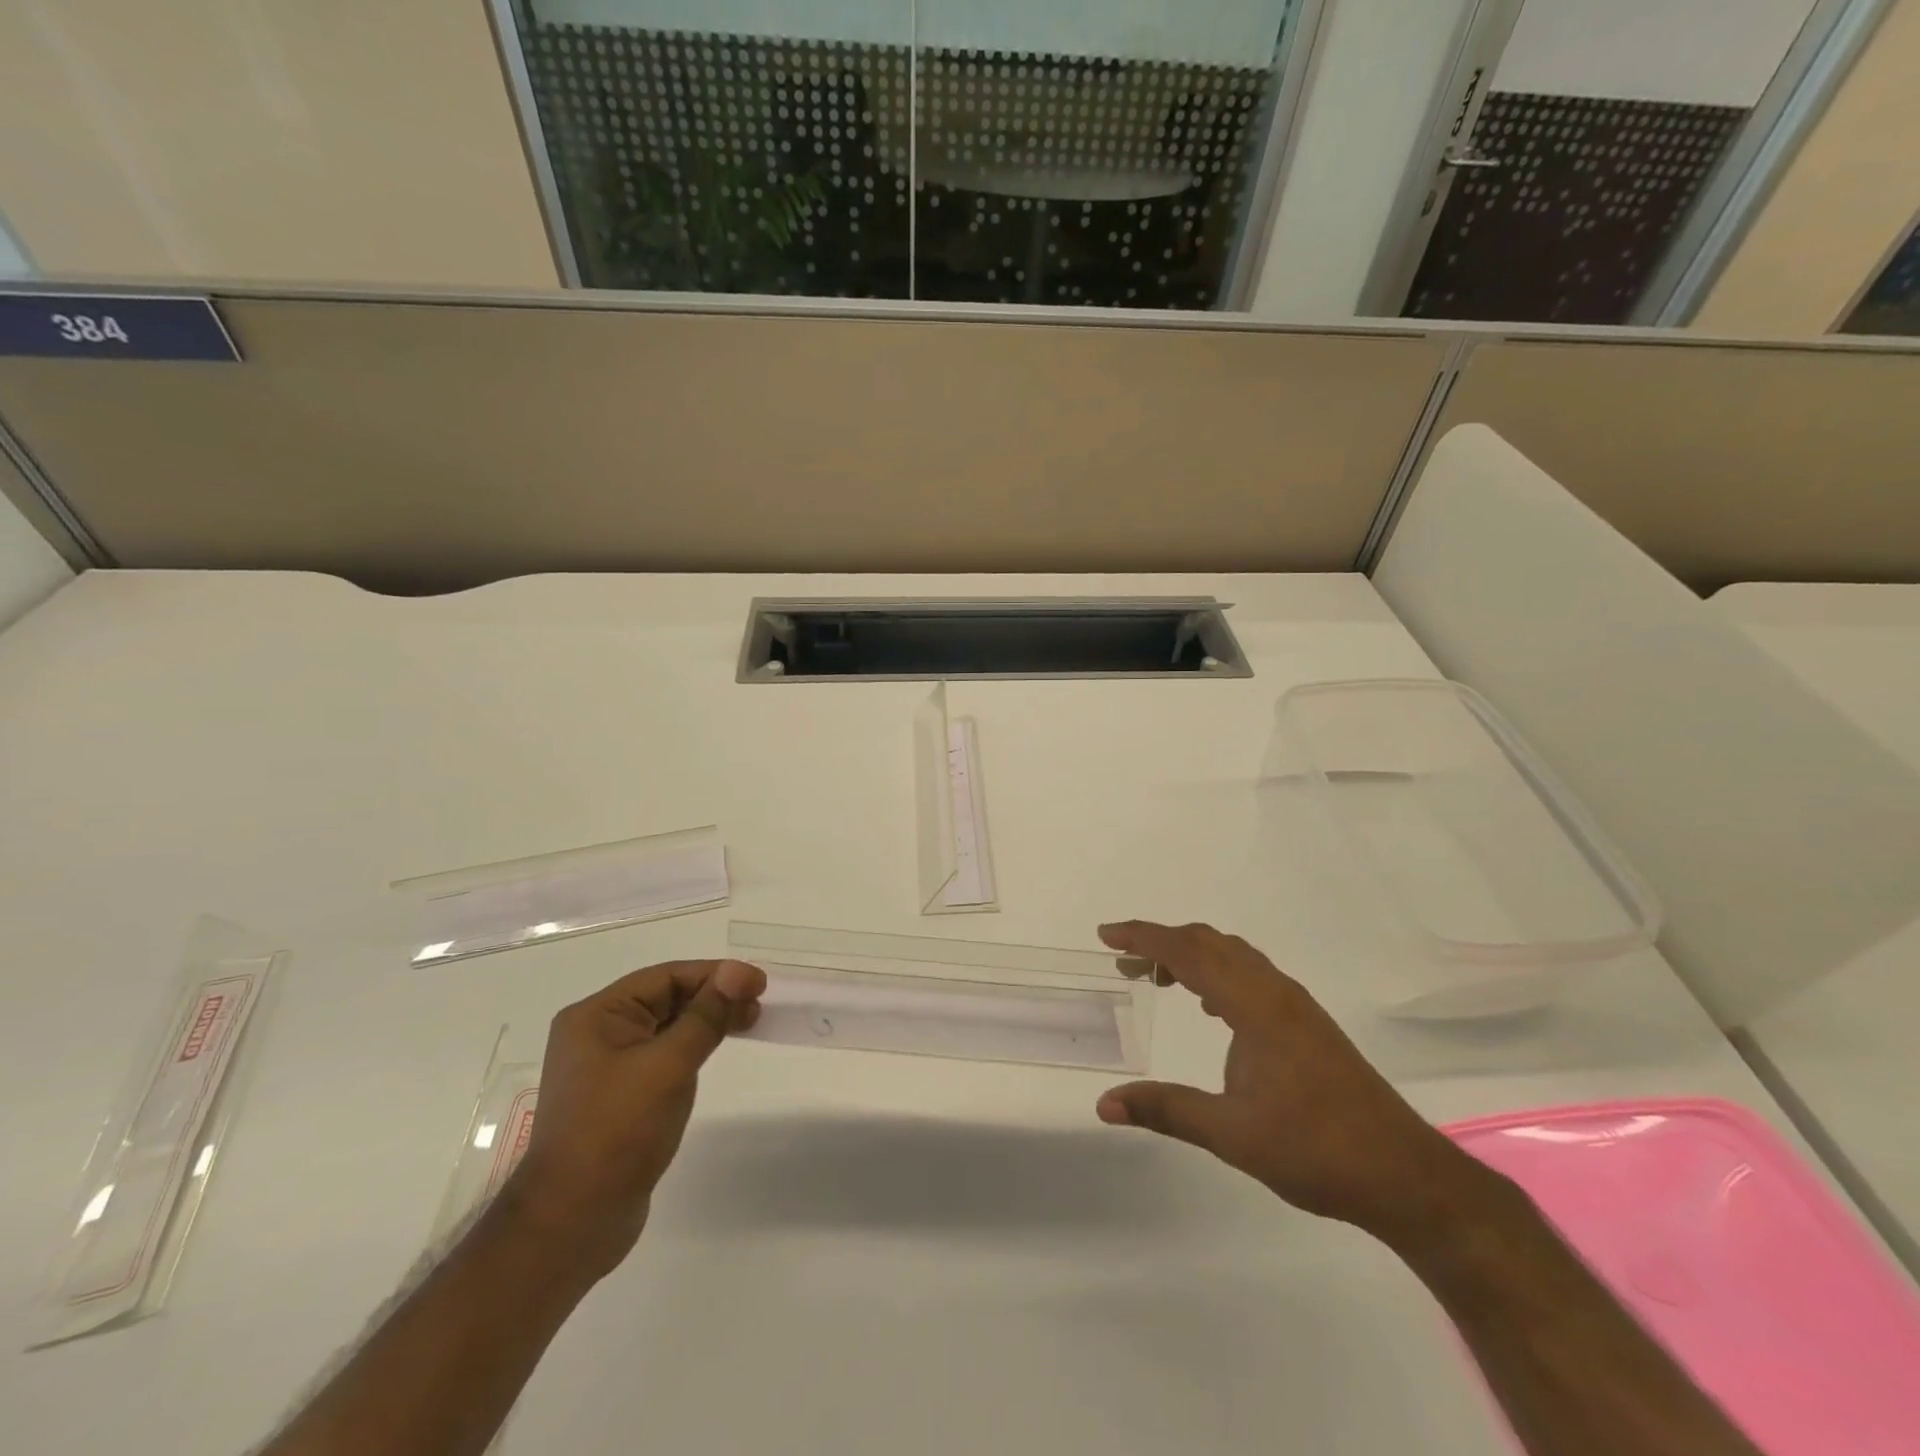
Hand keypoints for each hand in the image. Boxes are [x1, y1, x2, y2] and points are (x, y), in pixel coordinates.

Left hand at [505, 959, 765, 1277]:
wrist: (572, 1223)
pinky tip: (715, 1052)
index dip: (716, 975)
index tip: (759, 983)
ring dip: (707, 1021)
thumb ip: (707, 1014)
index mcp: (596, 1016)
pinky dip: (693, 1047)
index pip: (666, 977)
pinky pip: (662, 1056)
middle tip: (759, 1004)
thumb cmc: (617, 1131)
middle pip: (666, 998)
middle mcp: (596, 1034)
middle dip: (714, 996)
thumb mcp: (668, 1064)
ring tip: (749, 1023)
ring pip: (666, 1027)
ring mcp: (606, 1068)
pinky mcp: (618, 1097)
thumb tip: (739, 971)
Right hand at [1095, 921, 1491, 1245]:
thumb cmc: (1316, 1151)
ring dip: (1191, 956)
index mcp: (1256, 1006)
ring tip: (1157, 979)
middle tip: (1124, 962)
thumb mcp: (1231, 1134)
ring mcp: (1296, 1006)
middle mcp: (1276, 992)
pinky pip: (1251, 975)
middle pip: (1210, 943)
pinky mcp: (1307, 1024)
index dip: (1143, 938)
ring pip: (1233, 956)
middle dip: (1162, 943)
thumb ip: (1165, 1110)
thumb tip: (1104, 1103)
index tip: (1106, 936)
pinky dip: (1217, 973)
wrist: (1404, 1176)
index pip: (1188, 952)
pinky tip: (1208, 1008)